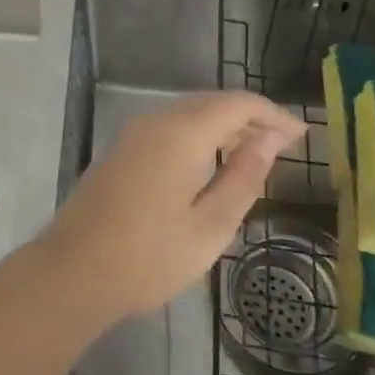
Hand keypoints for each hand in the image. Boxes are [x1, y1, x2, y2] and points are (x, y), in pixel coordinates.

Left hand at [39, 92, 307, 325]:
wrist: (73, 271)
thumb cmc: (149, 257)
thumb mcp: (210, 226)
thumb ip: (242, 177)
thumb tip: (269, 139)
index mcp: (180, 133)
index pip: (236, 104)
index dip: (272, 114)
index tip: (302, 135)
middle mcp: (153, 123)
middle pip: (209, 104)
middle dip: (249, 118)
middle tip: (284, 146)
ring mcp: (130, 137)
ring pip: (186, 116)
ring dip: (222, 128)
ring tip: (254, 157)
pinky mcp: (119, 153)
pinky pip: (167, 131)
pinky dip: (196, 139)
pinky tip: (209, 167)